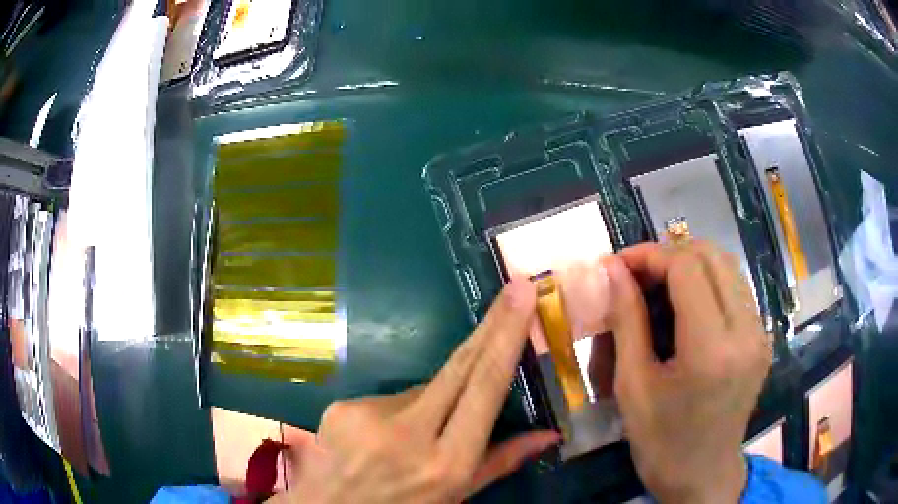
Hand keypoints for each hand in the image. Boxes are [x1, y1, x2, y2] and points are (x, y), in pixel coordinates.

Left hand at [270, 279, 560, 503]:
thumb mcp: (455, 497)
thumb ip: (500, 462)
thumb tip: (549, 433)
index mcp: (447, 462)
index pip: (485, 386)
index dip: (506, 336)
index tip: (522, 294)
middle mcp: (409, 433)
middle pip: (459, 365)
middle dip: (490, 325)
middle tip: (512, 290)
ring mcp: (369, 415)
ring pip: (422, 387)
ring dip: (434, 399)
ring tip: (417, 437)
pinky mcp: (343, 406)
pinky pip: (387, 398)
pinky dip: (398, 411)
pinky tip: (384, 438)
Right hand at [607, 241, 771, 503]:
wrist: (703, 475)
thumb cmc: (661, 442)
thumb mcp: (633, 386)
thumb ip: (626, 320)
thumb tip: (614, 269)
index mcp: (712, 350)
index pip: (687, 268)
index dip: (650, 255)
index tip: (619, 264)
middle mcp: (746, 332)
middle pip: (712, 256)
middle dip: (669, 254)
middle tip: (637, 275)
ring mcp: (760, 333)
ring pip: (727, 266)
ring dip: (689, 265)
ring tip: (658, 286)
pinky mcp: (761, 338)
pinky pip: (735, 288)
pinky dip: (707, 282)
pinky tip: (685, 305)